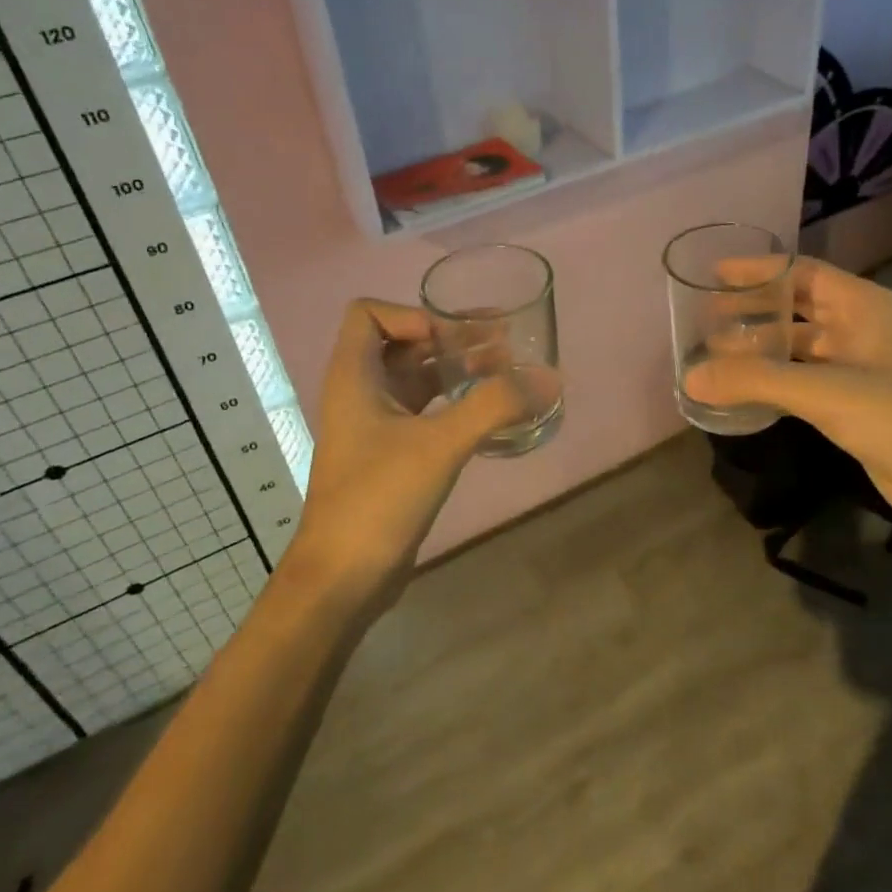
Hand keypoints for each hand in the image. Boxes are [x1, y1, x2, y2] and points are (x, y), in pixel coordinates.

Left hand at [281, 300, 527, 606]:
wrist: (343, 578)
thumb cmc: (378, 498)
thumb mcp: (439, 445)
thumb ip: (494, 406)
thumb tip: (548, 378)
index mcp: (353, 377)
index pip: (369, 314)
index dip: (412, 315)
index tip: (453, 339)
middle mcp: (359, 393)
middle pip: (402, 343)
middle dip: (451, 338)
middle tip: (505, 344)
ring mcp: (374, 425)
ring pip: (416, 379)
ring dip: (457, 370)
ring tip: (508, 371)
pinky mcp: (390, 454)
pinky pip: (424, 411)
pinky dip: (455, 402)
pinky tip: (490, 412)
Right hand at [686, 257, 891, 539]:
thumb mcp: (822, 392)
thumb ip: (754, 381)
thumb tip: (691, 377)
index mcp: (865, 306)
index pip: (803, 272)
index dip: (759, 270)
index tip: (715, 274)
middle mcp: (863, 327)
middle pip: (798, 307)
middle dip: (754, 310)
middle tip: (706, 317)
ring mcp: (862, 366)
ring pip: (800, 346)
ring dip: (762, 348)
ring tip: (715, 353)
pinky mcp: (857, 401)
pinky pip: (806, 378)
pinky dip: (776, 379)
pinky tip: (745, 388)